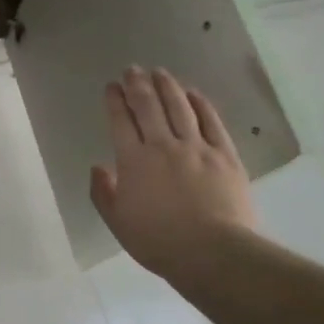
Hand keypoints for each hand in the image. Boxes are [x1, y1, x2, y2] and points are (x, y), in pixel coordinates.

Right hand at [90, 67, 257, 280]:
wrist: (214, 253)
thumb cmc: (159, 241)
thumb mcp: (118, 223)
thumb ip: (103, 193)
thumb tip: (99, 167)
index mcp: (133, 161)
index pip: (120, 122)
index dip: (114, 101)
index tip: (111, 86)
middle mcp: (163, 146)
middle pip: (148, 106)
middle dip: (138, 85)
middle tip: (132, 69)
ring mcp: (196, 148)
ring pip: (179, 107)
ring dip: (167, 86)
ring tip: (160, 72)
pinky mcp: (225, 155)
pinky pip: (211, 122)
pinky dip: (201, 104)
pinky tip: (194, 93)